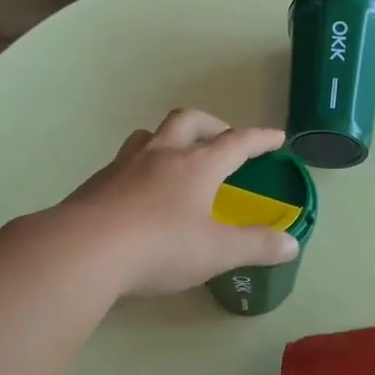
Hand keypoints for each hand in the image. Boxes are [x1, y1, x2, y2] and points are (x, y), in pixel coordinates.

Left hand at [65, 109, 298, 297]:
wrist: (83, 251)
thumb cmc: (160, 247)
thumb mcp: (217, 252)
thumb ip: (256, 246)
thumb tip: (291, 244)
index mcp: (195, 166)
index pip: (236, 143)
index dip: (259, 139)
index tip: (276, 137)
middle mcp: (160, 156)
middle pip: (188, 122)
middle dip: (211, 125)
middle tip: (223, 139)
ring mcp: (123, 167)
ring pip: (149, 136)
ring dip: (169, 138)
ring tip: (177, 157)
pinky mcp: (96, 185)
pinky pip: (124, 162)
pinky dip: (141, 167)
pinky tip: (139, 192)